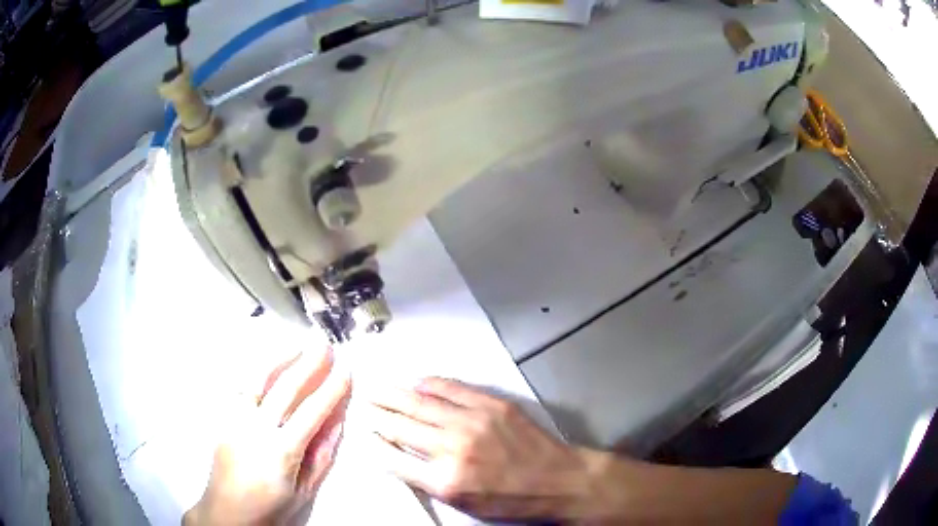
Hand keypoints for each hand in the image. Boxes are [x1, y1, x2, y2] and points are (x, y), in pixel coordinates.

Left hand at [184, 347, 350, 525]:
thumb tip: (337, 420)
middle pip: (284, 388)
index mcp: (281, 451)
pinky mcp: (224, 419)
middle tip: (324, 345)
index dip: (331, 389)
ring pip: (256, 380)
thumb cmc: (271, 508)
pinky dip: (256, 372)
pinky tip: (267, 364)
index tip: (346, 370)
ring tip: (297, 344)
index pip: (311, 411)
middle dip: (308, 364)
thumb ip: (321, 454)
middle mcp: (255, 429)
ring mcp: (235, 420)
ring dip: (279, 359)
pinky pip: (241, 388)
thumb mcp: (305, 490)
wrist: (227, 513)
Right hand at [368, 377, 595, 520]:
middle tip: (361, 401)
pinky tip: (415, 381)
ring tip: (375, 386)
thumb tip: (400, 455)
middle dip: (377, 412)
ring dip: (394, 393)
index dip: (374, 443)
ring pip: (421, 403)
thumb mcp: (465, 504)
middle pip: (402, 426)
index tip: (363, 431)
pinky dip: (429, 383)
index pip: (394, 458)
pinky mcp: (492, 404)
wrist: (560, 480)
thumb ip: (429, 481)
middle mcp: (453, 448)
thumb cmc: (511, 500)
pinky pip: (452, 388)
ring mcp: (473, 421)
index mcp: (445, 481)